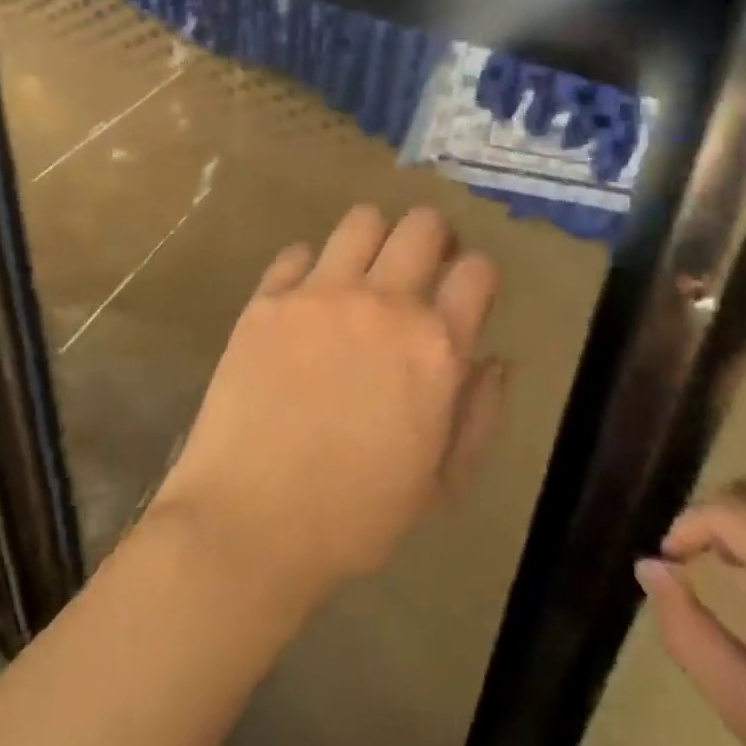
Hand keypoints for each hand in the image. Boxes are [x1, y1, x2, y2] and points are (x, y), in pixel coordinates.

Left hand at [152, 205, 504, 605]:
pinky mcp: (268, 300)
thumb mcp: (442, 482)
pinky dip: (310, 269)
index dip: (477, 275)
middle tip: (421, 267)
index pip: (478, 270)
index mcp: (436, 347)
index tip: (465, 291)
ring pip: (362, 220)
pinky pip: (298, 252)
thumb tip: (495, 359)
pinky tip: (306, 304)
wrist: (250, 525)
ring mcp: (320, 295)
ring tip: (363, 273)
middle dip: (434, 238)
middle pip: (423, 225)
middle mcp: (384, 303)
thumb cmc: (357, 517)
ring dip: (374, 239)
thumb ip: (480, 413)